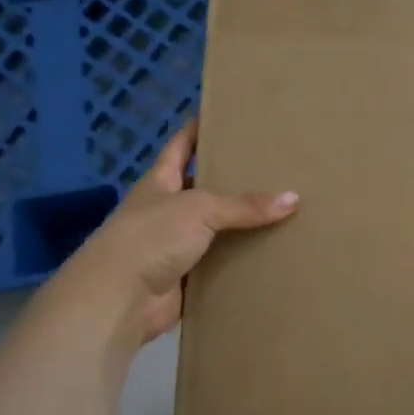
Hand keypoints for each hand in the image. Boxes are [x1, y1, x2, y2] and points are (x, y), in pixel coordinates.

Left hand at [41, 121, 297, 347]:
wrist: (119, 299)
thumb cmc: (151, 236)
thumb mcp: (200, 209)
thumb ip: (245, 205)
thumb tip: (293, 198)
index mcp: (160, 182)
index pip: (181, 146)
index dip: (198, 129)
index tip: (224, 115)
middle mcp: (166, 210)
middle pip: (203, 188)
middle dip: (232, 180)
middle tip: (273, 166)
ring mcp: (174, 245)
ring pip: (215, 229)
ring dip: (241, 225)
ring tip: (282, 209)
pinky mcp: (186, 277)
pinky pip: (220, 264)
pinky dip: (240, 262)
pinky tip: (270, 254)